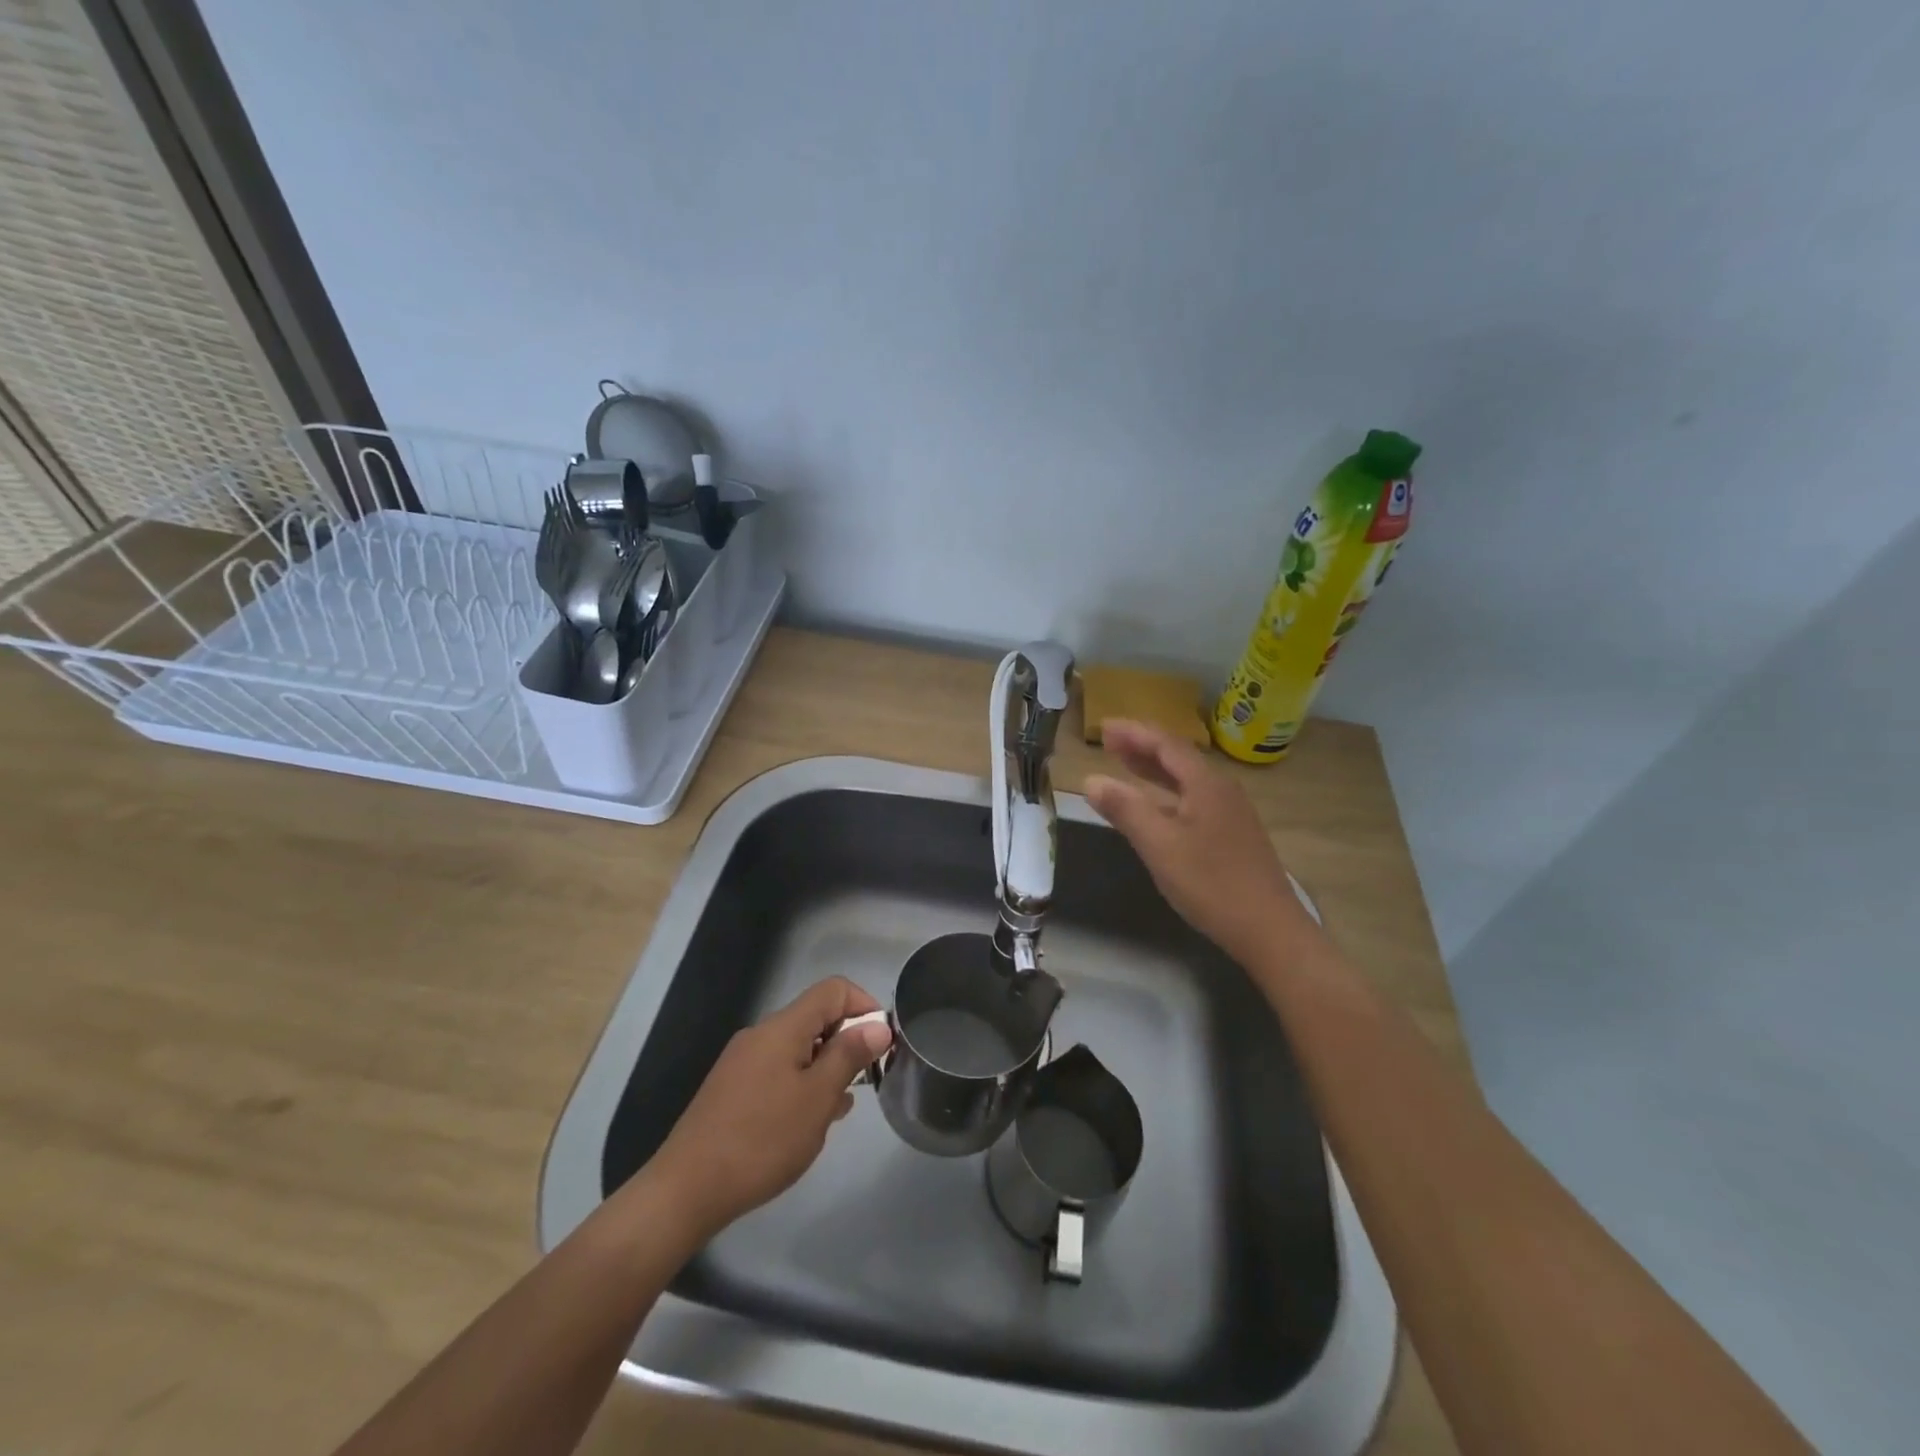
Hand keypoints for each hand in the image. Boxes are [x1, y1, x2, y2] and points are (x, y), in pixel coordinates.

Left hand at [650, 977, 892, 1237]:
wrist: (687, 1189)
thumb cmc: (762, 1139)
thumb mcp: (818, 1097)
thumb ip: (849, 1055)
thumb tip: (878, 1025)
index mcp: (783, 1027)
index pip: (833, 990)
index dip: (864, 1006)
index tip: (881, 1043)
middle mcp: (761, 1035)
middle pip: (815, 1018)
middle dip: (846, 1043)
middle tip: (862, 1084)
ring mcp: (742, 1062)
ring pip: (798, 1049)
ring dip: (824, 1069)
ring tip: (836, 1111)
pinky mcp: (731, 1089)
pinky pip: (778, 1071)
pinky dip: (801, 1085)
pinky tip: (805, 1124)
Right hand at [1084, 719, 1316, 968]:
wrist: (1269, 930)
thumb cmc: (1210, 883)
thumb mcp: (1159, 846)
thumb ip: (1125, 810)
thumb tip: (1091, 780)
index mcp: (1206, 785)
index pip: (1166, 745)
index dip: (1134, 733)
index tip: (1104, 727)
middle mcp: (1222, 791)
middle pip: (1179, 759)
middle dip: (1142, 748)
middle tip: (1109, 742)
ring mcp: (1232, 814)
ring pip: (1187, 781)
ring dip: (1154, 771)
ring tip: (1125, 765)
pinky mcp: (1234, 836)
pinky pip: (1194, 800)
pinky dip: (1167, 794)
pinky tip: (1156, 808)